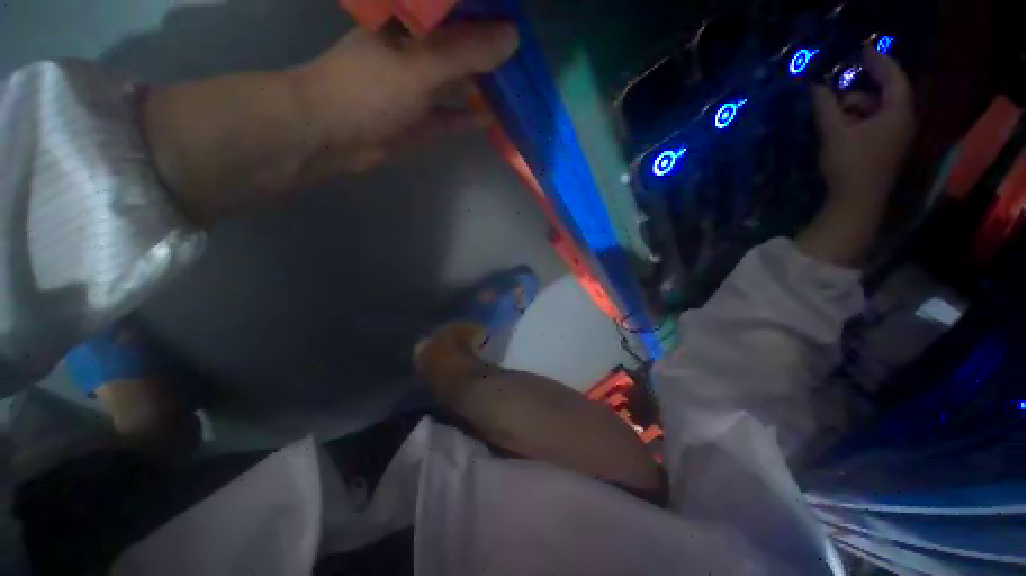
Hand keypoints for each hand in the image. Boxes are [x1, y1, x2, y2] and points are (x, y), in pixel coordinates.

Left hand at [291, 22, 519, 173]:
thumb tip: (512, 38)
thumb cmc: (369, 89)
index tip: (518, 25)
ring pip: (458, 84)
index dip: (488, 17)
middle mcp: (417, 52)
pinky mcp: (420, 119)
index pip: (457, 13)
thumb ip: (465, 53)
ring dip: (483, 88)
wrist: (333, 135)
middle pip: (461, 49)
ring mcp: (419, 88)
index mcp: (412, 25)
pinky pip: (451, 117)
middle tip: (524, 61)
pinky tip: (490, 118)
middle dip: (491, 55)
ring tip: (514, 90)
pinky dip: (468, 118)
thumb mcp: (420, 66)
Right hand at [812, 46, 914, 207]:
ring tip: (833, 119)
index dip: (879, 62)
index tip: (863, 51)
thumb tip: (817, 88)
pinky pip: (875, 126)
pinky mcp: (886, 150)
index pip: (893, 78)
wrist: (857, 203)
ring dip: (855, 110)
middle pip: (883, 96)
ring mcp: (896, 138)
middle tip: (834, 96)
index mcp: (897, 113)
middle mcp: (902, 122)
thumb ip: (826, 108)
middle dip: (859, 93)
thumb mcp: (835, 133)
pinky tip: (841, 131)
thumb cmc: (851, 164)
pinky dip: (858, 123)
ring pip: (877, 112)